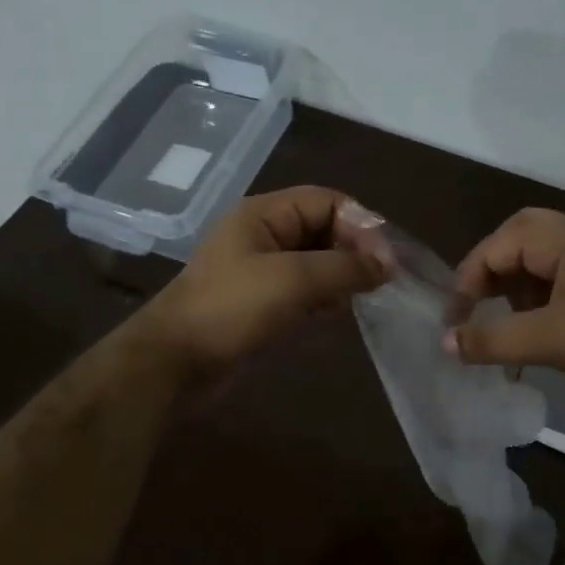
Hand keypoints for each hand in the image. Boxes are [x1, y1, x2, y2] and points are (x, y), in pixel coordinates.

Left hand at [139, 186, 393, 378]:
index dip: (362, 225)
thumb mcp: (293, 280)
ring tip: (364, 298)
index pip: (328, 202)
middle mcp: (264, 235)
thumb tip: (387, 266)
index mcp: (265, 214)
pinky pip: (304, 290)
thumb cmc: (233, 309)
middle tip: (382, 282)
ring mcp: (261, 270)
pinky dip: (324, 298)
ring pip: (316, 262)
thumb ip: (345, 267)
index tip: (387, 261)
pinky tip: (338, 315)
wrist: (177, 361)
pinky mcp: (261, 302)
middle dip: (355, 251)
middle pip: (324, 229)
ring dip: (342, 277)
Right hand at [446, 208, 564, 395]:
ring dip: (516, 290)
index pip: (497, 245)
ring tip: (505, 325)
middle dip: (491, 275)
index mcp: (563, 238)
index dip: (468, 281)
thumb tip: (444, 343)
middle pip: (518, 242)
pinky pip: (564, 281)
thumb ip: (492, 339)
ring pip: (542, 262)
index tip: (455, 320)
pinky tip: (540, 333)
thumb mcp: (549, 340)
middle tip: (476, 307)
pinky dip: (541, 301)